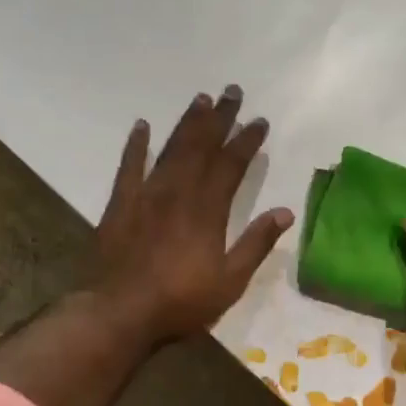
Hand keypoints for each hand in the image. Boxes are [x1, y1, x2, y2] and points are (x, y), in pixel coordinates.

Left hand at [95, 86, 293, 345]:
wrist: (120, 313)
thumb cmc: (181, 302)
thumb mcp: (230, 281)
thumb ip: (256, 244)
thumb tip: (285, 212)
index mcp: (207, 210)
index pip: (231, 165)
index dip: (246, 141)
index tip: (259, 121)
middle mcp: (178, 192)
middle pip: (202, 147)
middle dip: (219, 118)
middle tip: (231, 92)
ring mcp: (146, 195)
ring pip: (171, 150)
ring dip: (187, 123)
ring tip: (200, 99)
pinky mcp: (120, 205)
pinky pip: (128, 167)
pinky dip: (136, 145)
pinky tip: (142, 125)